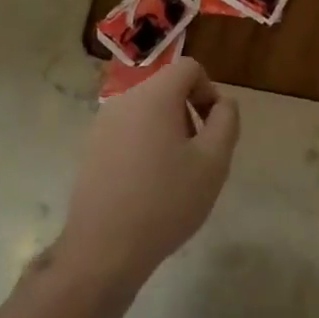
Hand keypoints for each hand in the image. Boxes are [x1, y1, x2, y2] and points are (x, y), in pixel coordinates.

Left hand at [56, 58, 239, 293]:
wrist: (103, 249)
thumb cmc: (165, 201)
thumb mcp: (213, 162)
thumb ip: (226, 121)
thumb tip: (222, 103)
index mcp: (154, 95)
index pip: (190, 68)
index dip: (209, 92)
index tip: (213, 130)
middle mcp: (125, 100)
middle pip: (168, 89)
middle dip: (189, 114)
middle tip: (198, 157)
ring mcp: (103, 124)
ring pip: (148, 111)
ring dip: (168, 131)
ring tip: (174, 175)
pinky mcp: (92, 148)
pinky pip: (129, 131)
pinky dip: (145, 146)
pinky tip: (148, 186)